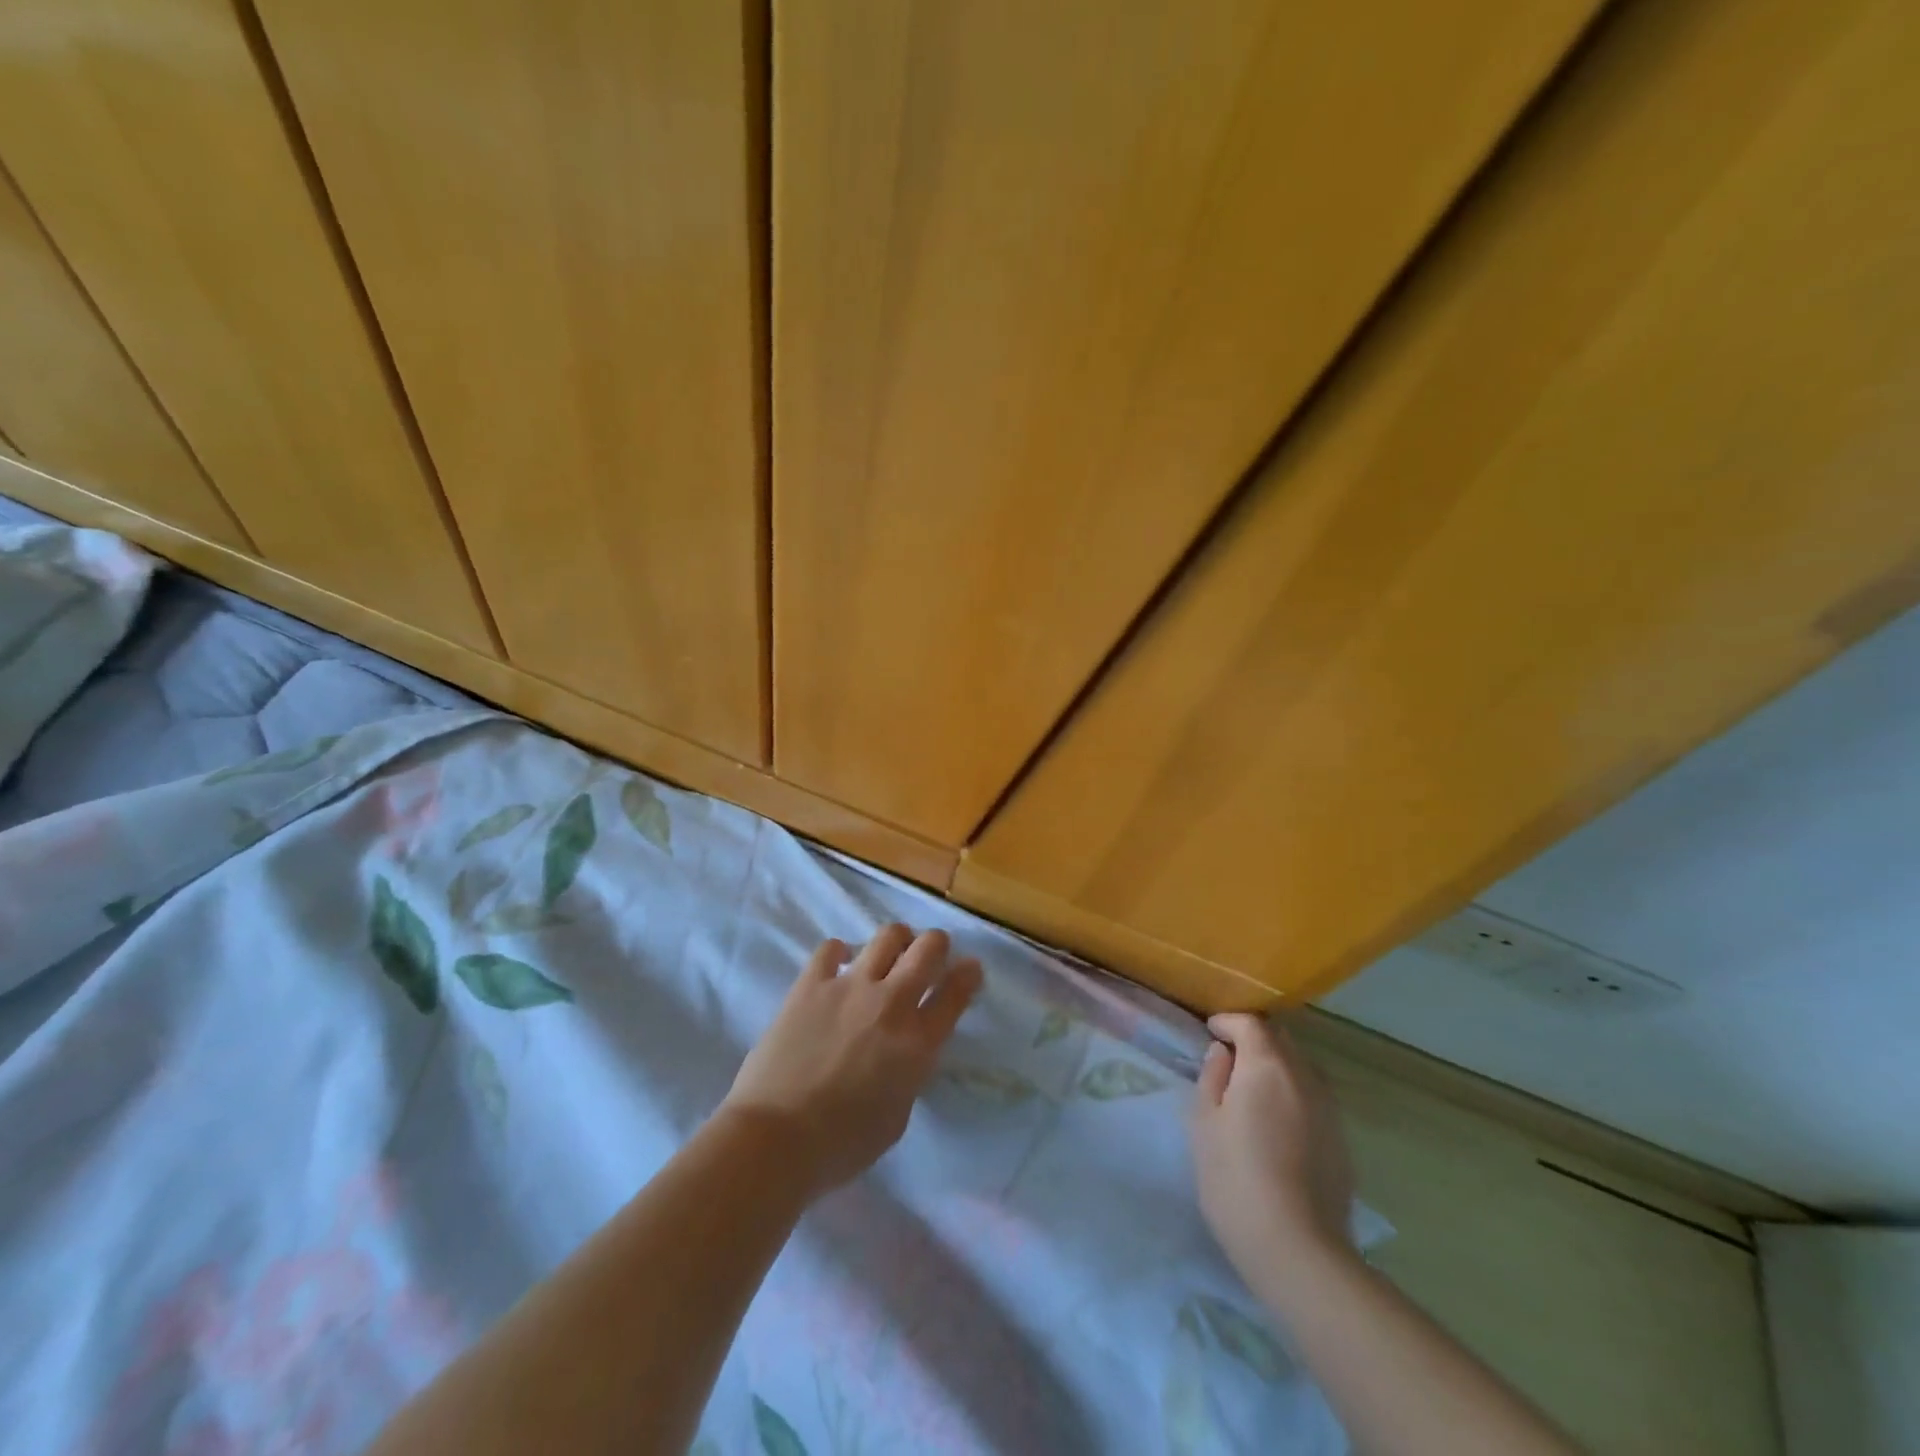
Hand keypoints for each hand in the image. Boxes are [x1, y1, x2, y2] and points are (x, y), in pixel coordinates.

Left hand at [722, 926, 981, 1194]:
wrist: (776, 1139)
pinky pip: (831, 948)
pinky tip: (840, 965)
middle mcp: (892, 1003)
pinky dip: (841, 952)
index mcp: (919, 1043)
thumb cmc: (842, 1145)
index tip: (970, 969)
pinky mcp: (812, 984)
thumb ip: (909, 1072)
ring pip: (888, 935)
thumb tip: (904, 1050)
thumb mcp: (897, 1115)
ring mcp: (851, 987)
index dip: (969, 975)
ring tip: (890, 953)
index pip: (956, 992)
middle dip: (937, 945)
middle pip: (929, 948)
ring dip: (897, 940)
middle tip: (931, 954)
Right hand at [1192, 1013, 1356, 1304]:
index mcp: (1267, 1065)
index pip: (1250, 1023)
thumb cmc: (1236, 1179)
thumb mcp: (1204, 1123)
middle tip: (1228, 1059)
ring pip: (1300, 1068)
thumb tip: (1222, 1054)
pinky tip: (1276, 1125)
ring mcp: (1329, 1109)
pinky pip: (1312, 1099)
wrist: (1298, 1250)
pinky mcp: (1341, 1140)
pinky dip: (1292, 1095)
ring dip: (1276, 1067)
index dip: (1227, 1022)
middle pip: (1280, 1040)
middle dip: (1254, 1040)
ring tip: (1252, 1092)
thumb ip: (1212, 1077)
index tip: (1210, 1033)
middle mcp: (1304, 1076)